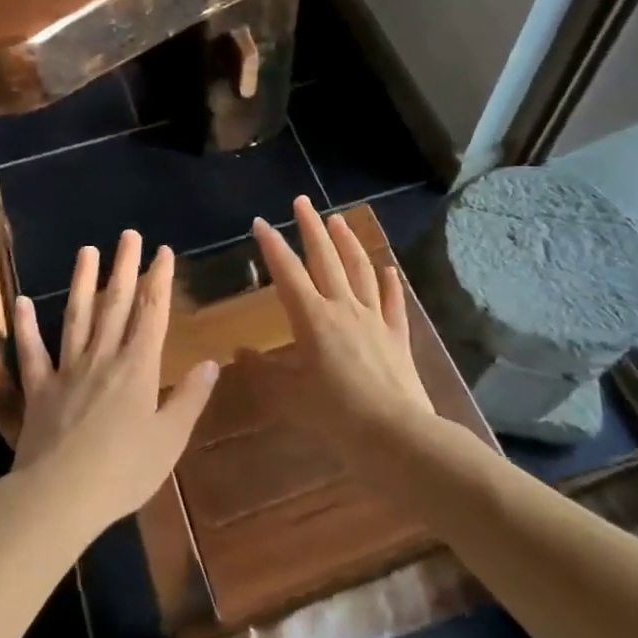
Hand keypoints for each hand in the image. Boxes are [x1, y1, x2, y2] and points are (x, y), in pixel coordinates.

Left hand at [10, 231, 219, 537]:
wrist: (59, 496)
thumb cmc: (123, 471)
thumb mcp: (169, 440)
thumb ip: (189, 399)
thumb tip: (210, 362)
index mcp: (138, 368)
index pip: (152, 313)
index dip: (159, 280)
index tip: (163, 252)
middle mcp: (103, 358)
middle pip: (117, 305)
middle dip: (125, 268)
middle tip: (129, 235)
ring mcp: (68, 370)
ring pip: (77, 317)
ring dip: (83, 282)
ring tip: (87, 251)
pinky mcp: (40, 388)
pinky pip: (33, 352)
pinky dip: (26, 326)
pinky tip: (21, 302)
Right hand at [247, 196, 434, 458]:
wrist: (395, 436)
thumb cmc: (335, 415)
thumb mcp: (288, 397)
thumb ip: (262, 371)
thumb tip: (240, 351)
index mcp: (313, 318)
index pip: (287, 272)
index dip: (272, 246)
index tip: (261, 222)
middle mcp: (343, 308)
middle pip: (326, 259)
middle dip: (311, 228)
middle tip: (303, 202)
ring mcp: (374, 319)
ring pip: (360, 271)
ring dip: (348, 243)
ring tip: (339, 221)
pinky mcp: (397, 337)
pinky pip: (393, 302)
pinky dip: (390, 282)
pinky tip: (389, 269)